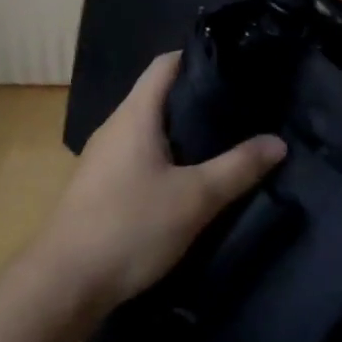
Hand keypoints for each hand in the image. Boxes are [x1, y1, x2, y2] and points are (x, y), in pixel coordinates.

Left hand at [35, 53, 285, 316]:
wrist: (63, 284)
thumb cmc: (130, 227)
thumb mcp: (195, 199)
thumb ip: (238, 168)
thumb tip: (278, 142)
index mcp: (135, 114)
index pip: (166, 64)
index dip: (198, 58)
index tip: (235, 67)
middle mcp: (116, 126)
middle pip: (159, 95)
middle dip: (198, 97)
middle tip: (241, 107)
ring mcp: (104, 156)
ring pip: (150, 128)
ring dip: (182, 130)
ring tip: (223, 140)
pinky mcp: (100, 185)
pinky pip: (139, 154)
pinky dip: (166, 155)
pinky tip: (188, 178)